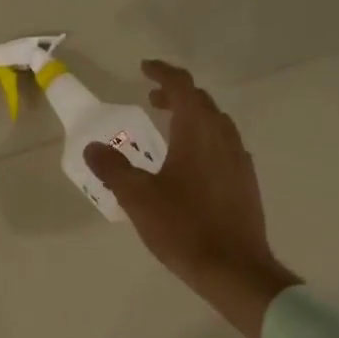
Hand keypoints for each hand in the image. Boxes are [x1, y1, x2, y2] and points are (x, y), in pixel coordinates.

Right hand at [85, 61, 298, 337]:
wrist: (234, 268)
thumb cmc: (183, 227)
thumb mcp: (137, 197)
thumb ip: (113, 168)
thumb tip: (92, 147)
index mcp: (197, 132)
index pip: (182, 87)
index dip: (163, 73)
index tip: (144, 68)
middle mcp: (223, 138)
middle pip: (202, 102)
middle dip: (176, 94)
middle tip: (151, 99)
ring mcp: (239, 161)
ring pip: (216, 124)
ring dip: (192, 117)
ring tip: (169, 129)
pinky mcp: (245, 183)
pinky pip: (224, 146)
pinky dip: (204, 140)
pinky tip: (191, 164)